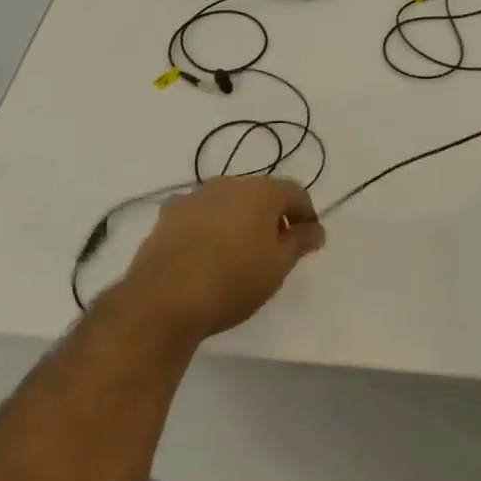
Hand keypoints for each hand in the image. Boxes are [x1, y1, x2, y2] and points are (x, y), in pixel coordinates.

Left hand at [118, 176, 325, 342]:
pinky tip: (204, 253)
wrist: (164, 297)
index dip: (306, 215)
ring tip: (237, 254)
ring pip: (227, 201)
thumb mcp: (277, 268)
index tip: (307, 242)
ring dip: (238, 219)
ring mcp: (195, 196)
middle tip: (273, 251)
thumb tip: (316, 228)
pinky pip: (199, 213)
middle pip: (260, 193)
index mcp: (261, 191)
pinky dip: (208, 226)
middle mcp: (228, 183)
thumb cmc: (232, 281)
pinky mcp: (168, 214)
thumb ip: (299, 242)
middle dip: (271, 216)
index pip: (295, 192)